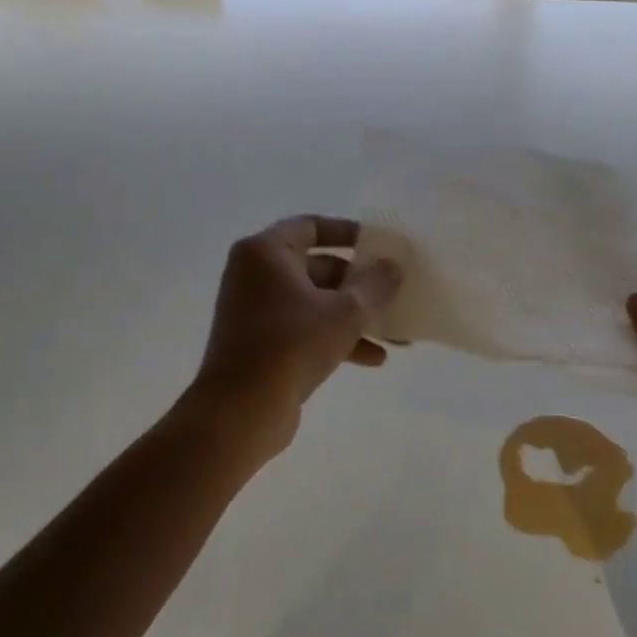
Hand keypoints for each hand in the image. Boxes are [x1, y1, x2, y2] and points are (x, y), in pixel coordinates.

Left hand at [191, 216, 401, 453]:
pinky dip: (336, 338)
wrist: (241, 410)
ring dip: (354, 316)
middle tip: (394, 292)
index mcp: (266, 252)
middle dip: (359, 284)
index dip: (348, 232)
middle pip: (318, 267)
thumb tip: (393, 267)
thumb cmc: (292, 344)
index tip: (380, 244)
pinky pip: (306, 329)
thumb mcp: (346, 311)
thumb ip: (375, 284)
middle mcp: (256, 275)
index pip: (312, 226)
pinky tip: (374, 359)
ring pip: (315, 302)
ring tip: (395, 333)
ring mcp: (256, 310)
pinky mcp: (261, 343)